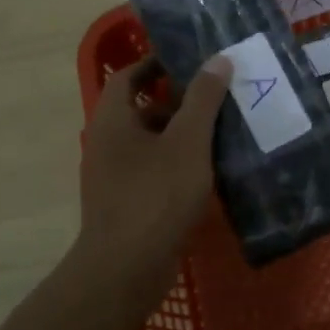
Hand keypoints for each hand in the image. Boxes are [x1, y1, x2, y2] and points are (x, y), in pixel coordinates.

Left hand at [77, 54, 232, 288]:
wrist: (126, 269)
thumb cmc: (156, 196)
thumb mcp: (188, 141)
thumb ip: (203, 99)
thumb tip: (218, 59)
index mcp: (113, 121)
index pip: (127, 77)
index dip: (155, 63)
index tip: (190, 60)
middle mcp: (107, 144)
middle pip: (140, 109)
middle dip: (178, 101)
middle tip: (217, 95)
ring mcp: (114, 176)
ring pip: (150, 142)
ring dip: (181, 134)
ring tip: (222, 131)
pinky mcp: (126, 203)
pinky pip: (153, 170)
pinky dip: (178, 163)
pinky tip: (209, 170)